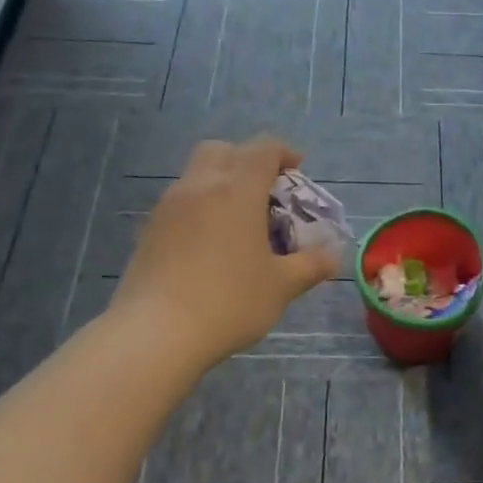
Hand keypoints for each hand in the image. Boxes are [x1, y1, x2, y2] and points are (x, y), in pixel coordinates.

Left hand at [106, 136, 340, 370]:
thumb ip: (311, 265)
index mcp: (237, 190)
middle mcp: (200, 186)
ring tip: (239, 220)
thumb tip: (333, 256)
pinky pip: (180, 201)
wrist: (156, 334)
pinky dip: (200, 206)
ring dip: (221, 182)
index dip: (283, 153)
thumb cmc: (229, 302)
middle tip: (265, 190)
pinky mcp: (149, 229)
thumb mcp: (281, 286)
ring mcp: (169, 206)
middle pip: (223, 150)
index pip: (262, 149)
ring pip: (197, 173)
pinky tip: (210, 243)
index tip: (297, 172)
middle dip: (247, 160)